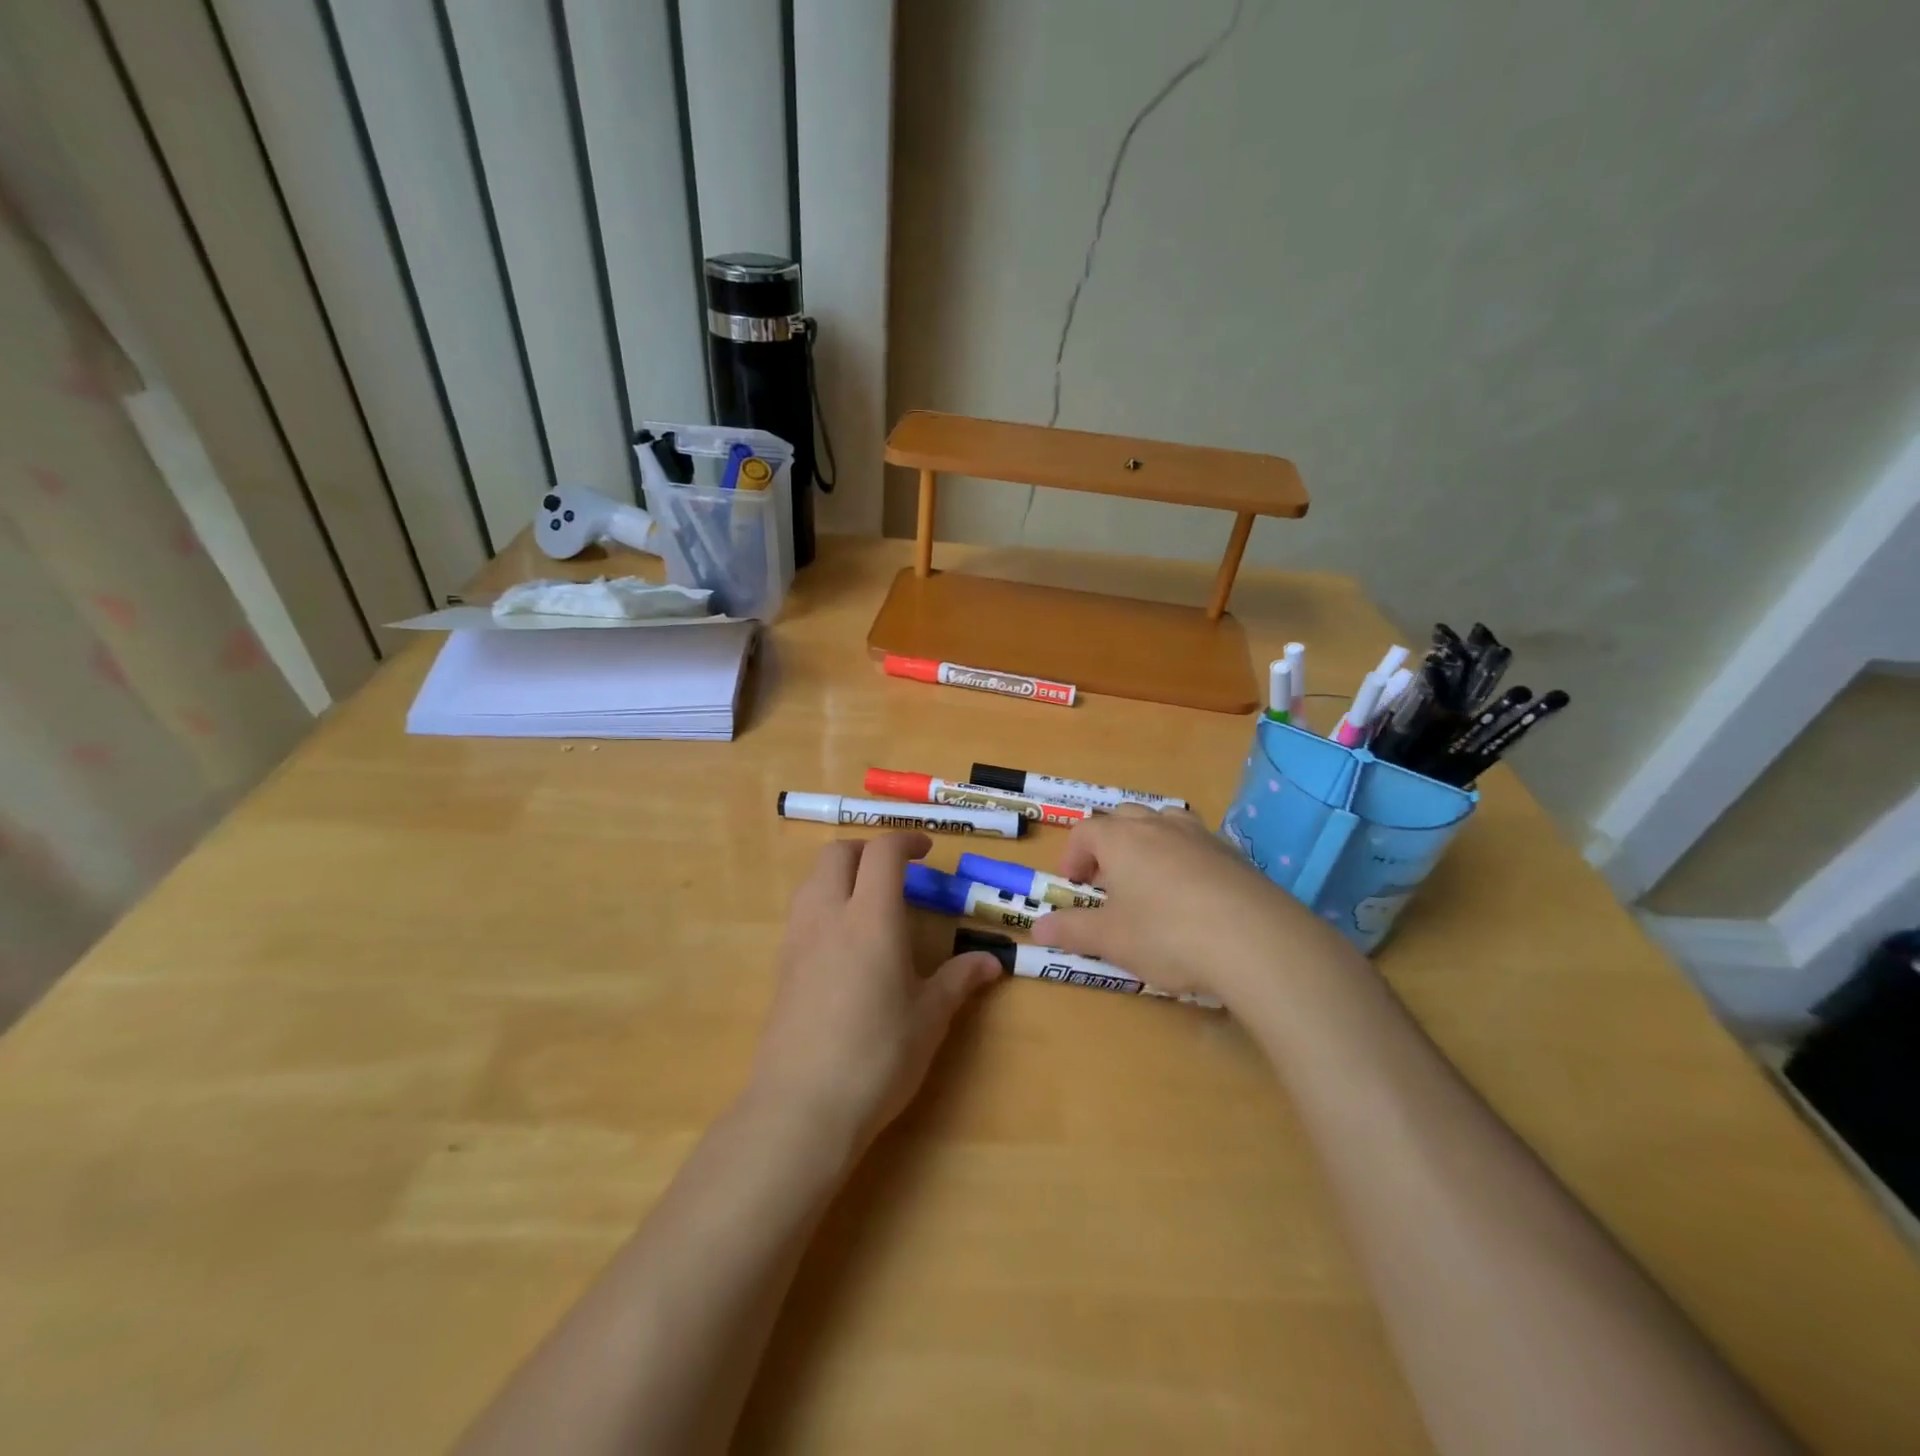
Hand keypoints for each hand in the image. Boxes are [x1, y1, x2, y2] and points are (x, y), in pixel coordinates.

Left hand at [748, 832, 1001, 1154]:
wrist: (800, 1107)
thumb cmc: (877, 1056)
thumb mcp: (929, 1018)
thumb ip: (958, 980)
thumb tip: (991, 962)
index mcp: (871, 918)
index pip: (882, 853)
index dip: (905, 840)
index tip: (925, 851)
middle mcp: (828, 916)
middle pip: (837, 853)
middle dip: (868, 849)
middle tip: (896, 871)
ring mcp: (798, 940)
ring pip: (813, 879)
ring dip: (841, 873)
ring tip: (869, 901)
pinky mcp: (781, 967)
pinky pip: (802, 912)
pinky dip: (824, 904)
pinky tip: (845, 943)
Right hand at [1040, 805, 1367, 1011]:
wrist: (1255, 940)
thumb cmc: (1166, 934)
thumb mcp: (1111, 939)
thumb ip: (1071, 930)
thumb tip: (1037, 928)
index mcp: (1121, 838)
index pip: (1085, 831)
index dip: (1073, 855)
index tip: (1074, 885)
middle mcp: (1158, 825)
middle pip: (1124, 817)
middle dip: (1109, 844)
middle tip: (1108, 882)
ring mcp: (1199, 835)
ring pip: (1164, 822)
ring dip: (1148, 843)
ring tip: (1149, 881)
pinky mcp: (1233, 854)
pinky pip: (1197, 844)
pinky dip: (1184, 859)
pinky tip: (1192, 897)